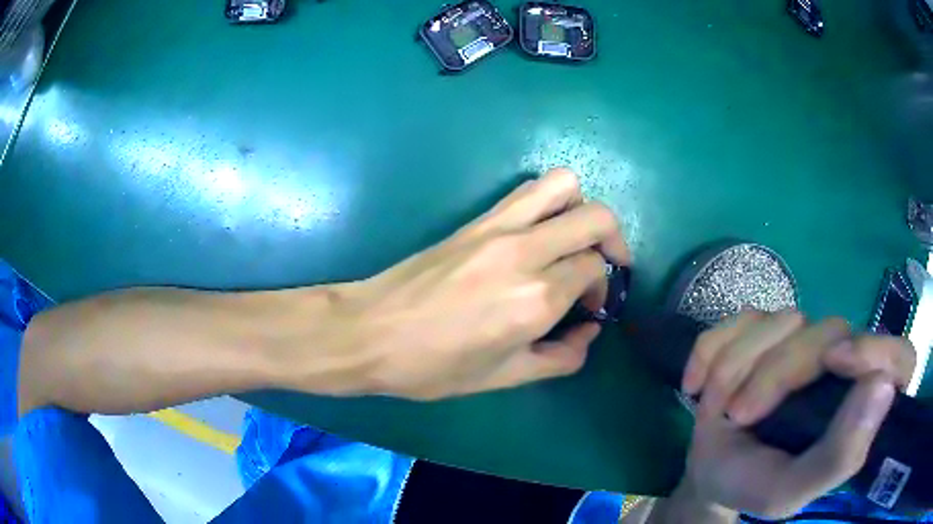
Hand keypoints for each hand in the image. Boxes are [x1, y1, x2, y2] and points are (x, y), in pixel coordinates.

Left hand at [344, 167, 628, 399]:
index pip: (595, 269)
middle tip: (603, 267)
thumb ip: (560, 357)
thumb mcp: (504, 377)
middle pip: (596, 217)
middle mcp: (527, 252)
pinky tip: (540, 234)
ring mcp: (499, 227)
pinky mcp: (477, 219)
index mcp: (536, 299)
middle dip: (613, 240)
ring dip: (583, 208)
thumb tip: (588, 330)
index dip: (603, 288)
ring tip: (576, 240)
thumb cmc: (433, 366)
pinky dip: (551, 202)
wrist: (370, 331)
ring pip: (565, 185)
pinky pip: (529, 191)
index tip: (588, 308)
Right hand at [677, 311, 913, 519]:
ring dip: (736, 369)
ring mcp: (803, 339)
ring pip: (779, 321)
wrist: (710, 473)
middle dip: (774, 374)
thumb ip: (840, 456)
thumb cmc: (755, 486)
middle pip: (826, 332)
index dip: (879, 348)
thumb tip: (882, 386)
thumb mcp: (790, 491)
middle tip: (738, 416)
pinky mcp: (764, 328)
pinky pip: (738, 320)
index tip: (836, 363)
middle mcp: (843, 361)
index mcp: (859, 404)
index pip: (899, 358)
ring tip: (719, 412)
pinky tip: (696, 387)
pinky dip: (710, 352)